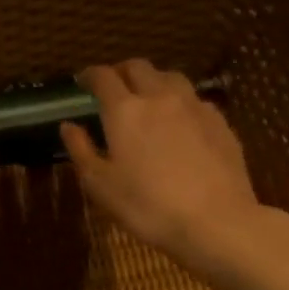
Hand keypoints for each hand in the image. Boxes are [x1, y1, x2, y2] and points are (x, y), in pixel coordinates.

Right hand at [58, 60, 270, 274]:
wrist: (216, 222)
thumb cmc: (148, 206)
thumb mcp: (100, 185)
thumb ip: (81, 150)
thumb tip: (68, 125)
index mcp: (125, 110)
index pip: (104, 77)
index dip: (90, 75)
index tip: (83, 82)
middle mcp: (159, 97)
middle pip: (139, 68)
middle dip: (122, 72)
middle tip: (113, 87)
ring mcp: (194, 107)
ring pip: (171, 77)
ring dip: (154, 81)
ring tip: (148, 97)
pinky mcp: (220, 122)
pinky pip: (195, 99)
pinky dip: (180, 102)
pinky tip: (180, 121)